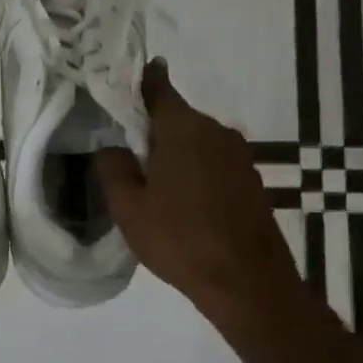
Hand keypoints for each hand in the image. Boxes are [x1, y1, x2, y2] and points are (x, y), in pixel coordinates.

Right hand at [97, 60, 300, 330]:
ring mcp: (239, 155)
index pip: (158, 86)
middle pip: (176, 116)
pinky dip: (196, 170)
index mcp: (182, 127)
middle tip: (127, 150)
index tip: (123, 81)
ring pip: (196, 140)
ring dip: (176, 152)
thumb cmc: (180, 238)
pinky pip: (214, 162)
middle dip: (152, 127)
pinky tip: (184, 201)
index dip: (140, 80)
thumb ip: (113, 167)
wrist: (248, 282)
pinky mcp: (251, 179)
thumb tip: (112, 146)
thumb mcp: (128, 207)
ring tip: (153, 181)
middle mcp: (215, 130)